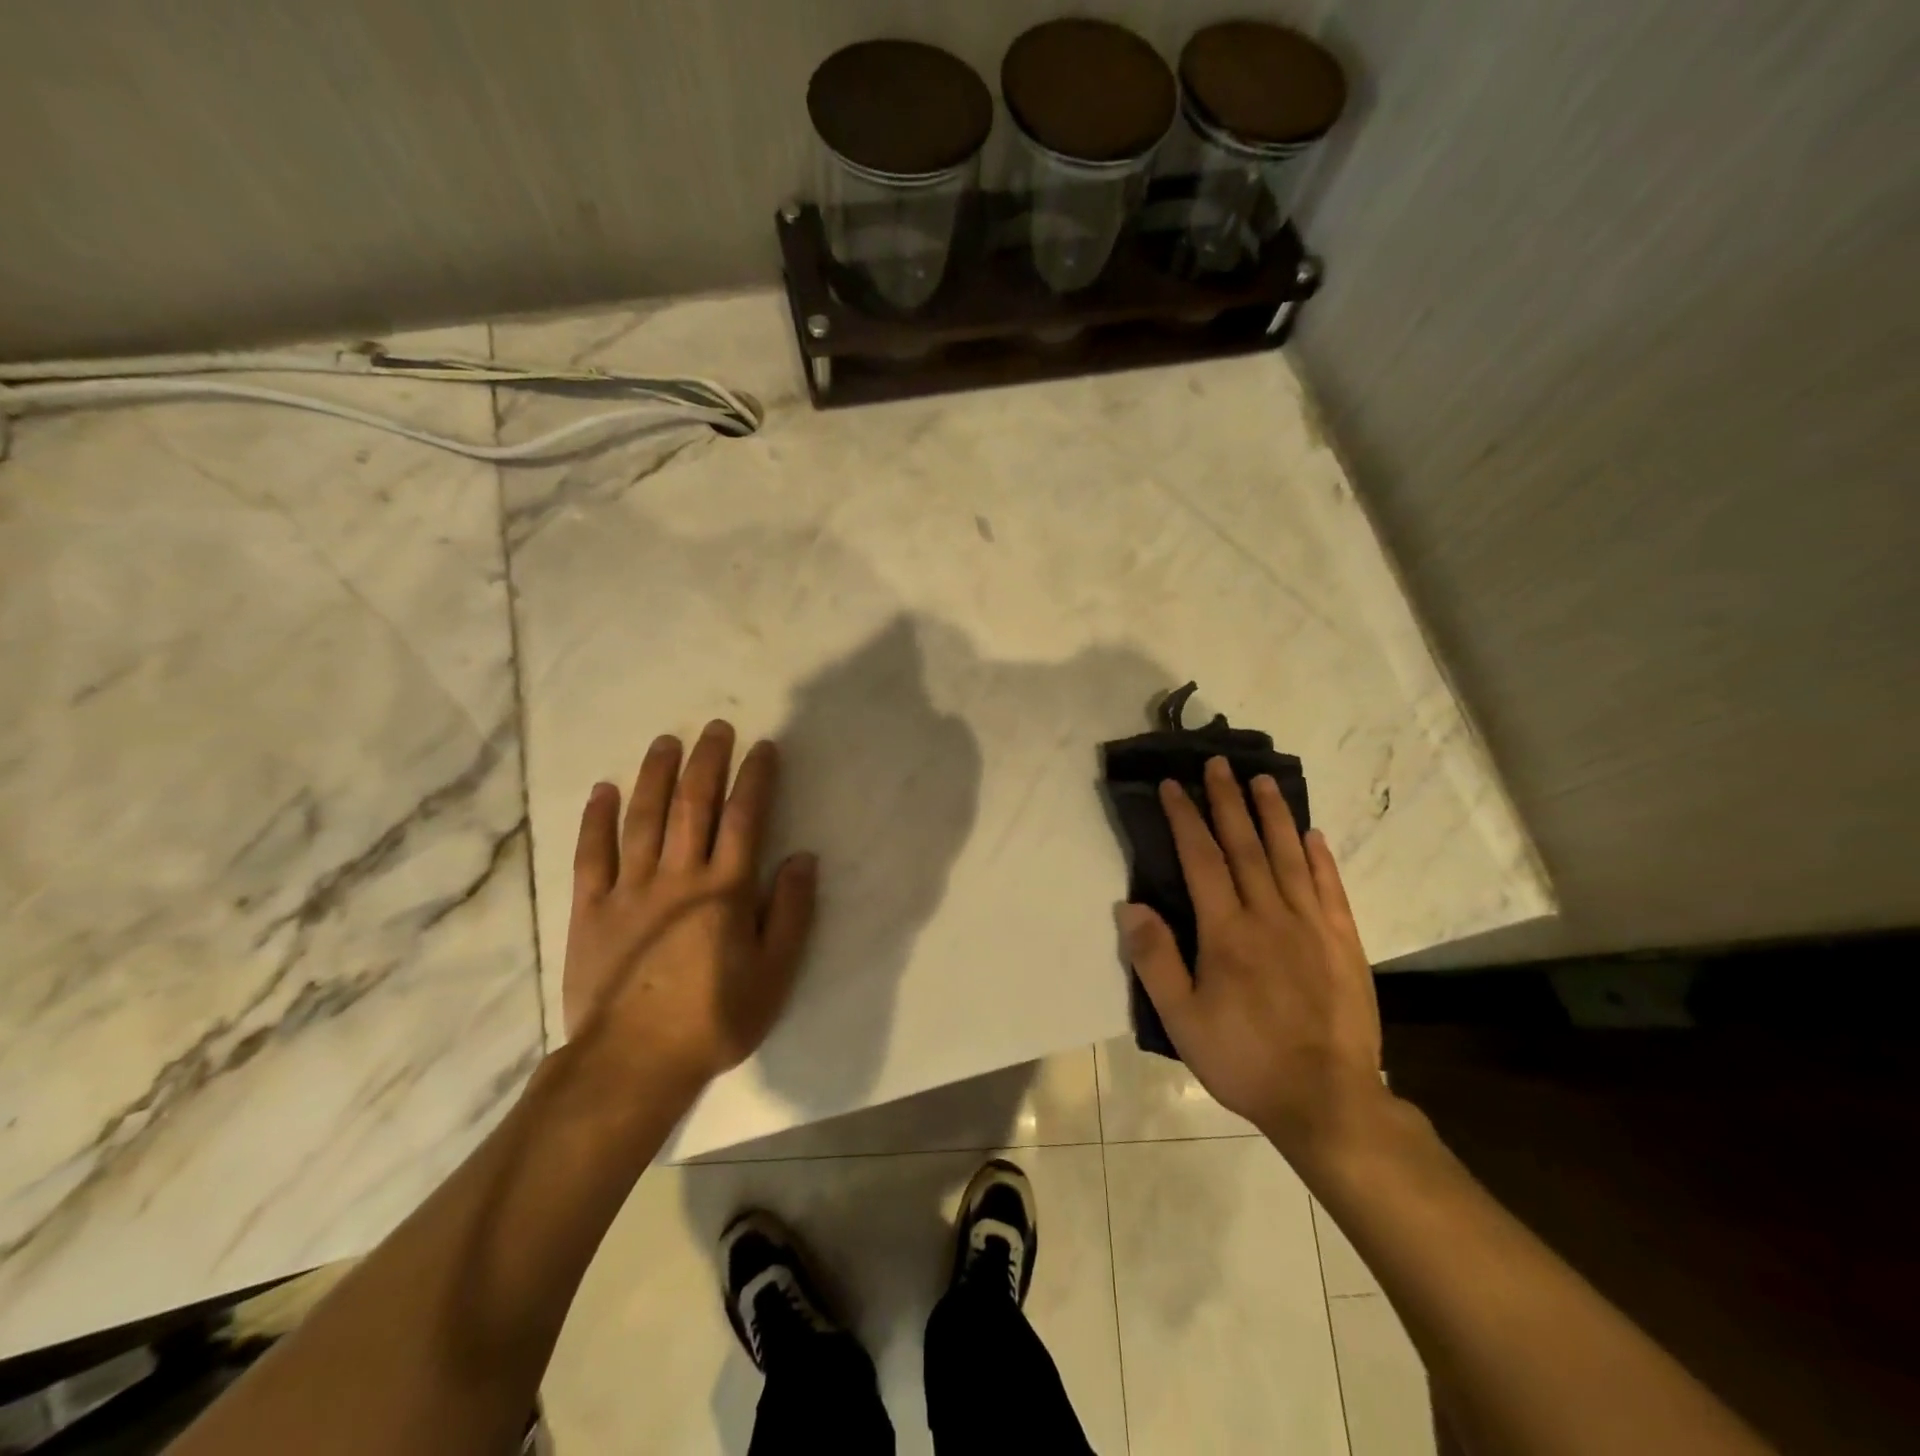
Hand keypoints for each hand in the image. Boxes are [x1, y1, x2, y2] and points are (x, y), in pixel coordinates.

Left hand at [562, 721, 816, 1093]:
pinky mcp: (591, 909)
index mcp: (725, 890)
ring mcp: (630, 889)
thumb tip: (803, 858)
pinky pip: (592, 854)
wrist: (633, 1063)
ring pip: (643, 819)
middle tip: (716, 727)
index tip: (763, 748)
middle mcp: (679, 876)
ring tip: (666, 741)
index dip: (756, 779)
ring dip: (656, 775)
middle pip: (694, 805)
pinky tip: (604, 791)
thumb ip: (791, 913)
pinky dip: (597, 820)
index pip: (745, 818)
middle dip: (707, 762)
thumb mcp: (774, 974)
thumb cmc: (714, 1019)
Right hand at [1118, 756, 1390, 1166]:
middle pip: (1245, 846)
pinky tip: (1313, 834)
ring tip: (1263, 780)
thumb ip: (1155, 959)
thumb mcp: (1182, 1019)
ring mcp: (1313, 926)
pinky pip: (1330, 888)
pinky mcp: (1345, 943)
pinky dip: (1319, 858)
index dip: (1185, 819)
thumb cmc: (1244, 1058)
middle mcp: (1270, 915)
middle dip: (1228, 801)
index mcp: (1227, 931)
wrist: (1327, 1100)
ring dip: (1274, 815)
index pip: (1202, 859)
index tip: (1173, 786)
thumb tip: (1131, 906)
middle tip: (1219, 763)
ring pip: (1289, 857)